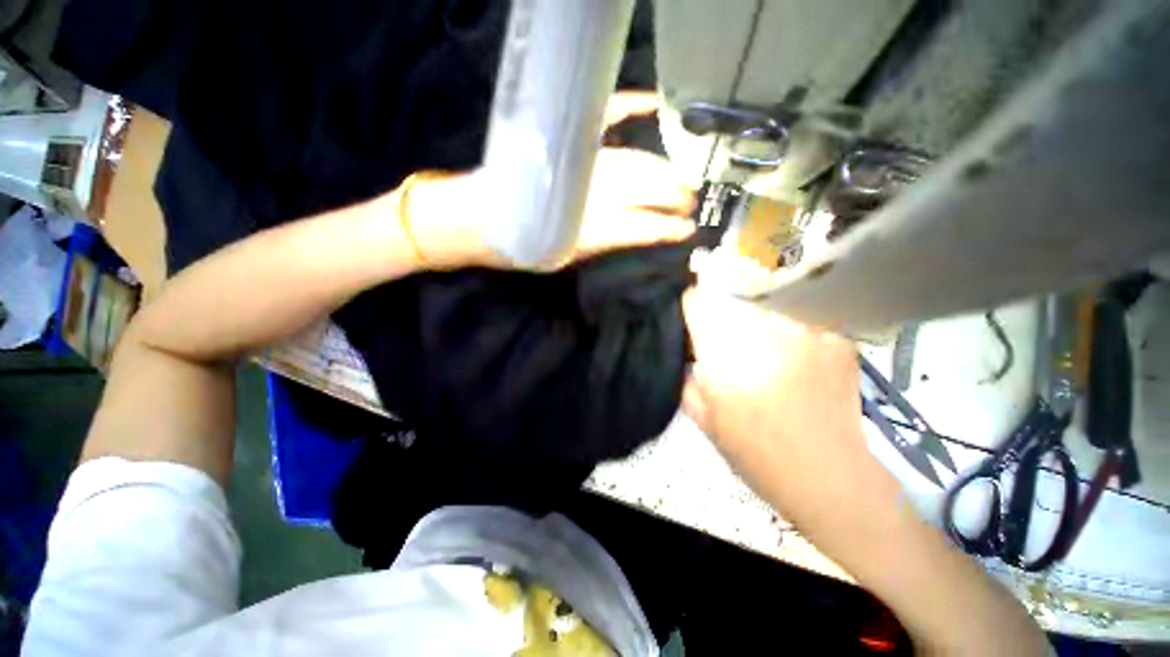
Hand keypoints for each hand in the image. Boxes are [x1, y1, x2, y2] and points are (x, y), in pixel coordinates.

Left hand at [406, 92, 694, 269]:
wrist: (472, 221)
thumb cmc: (518, 247)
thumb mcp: (560, 258)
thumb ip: (595, 243)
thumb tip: (629, 231)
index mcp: (584, 230)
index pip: (637, 227)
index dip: (664, 229)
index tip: (687, 230)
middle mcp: (584, 193)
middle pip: (640, 188)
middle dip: (671, 194)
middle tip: (691, 199)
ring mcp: (574, 165)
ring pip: (630, 162)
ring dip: (660, 168)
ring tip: (681, 176)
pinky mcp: (561, 144)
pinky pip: (600, 118)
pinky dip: (625, 106)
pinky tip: (648, 103)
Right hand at [681, 285, 877, 527]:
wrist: (832, 480)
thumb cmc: (757, 455)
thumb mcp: (703, 418)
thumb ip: (684, 378)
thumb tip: (683, 350)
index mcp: (725, 353)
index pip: (696, 299)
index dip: (689, 307)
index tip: (690, 322)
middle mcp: (765, 330)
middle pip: (729, 296)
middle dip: (719, 314)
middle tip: (724, 341)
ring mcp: (805, 329)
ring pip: (763, 303)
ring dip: (753, 318)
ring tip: (759, 348)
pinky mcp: (835, 336)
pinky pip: (797, 316)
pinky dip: (786, 328)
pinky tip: (791, 354)